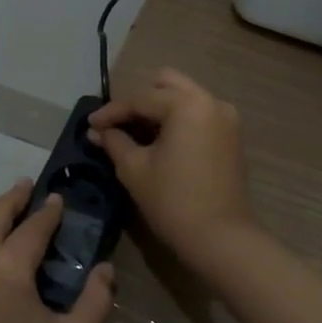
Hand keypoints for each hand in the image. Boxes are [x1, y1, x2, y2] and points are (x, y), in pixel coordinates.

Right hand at [87, 68, 255, 261]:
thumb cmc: (173, 201)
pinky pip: (198, 113)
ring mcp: (225, 117)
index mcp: (187, 104)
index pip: (140, 98)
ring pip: (184, 96)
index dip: (111, 111)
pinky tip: (158, 140)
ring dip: (158, 108)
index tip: (90, 125)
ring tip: (134, 132)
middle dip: (138, 100)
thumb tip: (97, 131)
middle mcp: (210, 101)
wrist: (221, 238)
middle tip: (116, 124)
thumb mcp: (135, 169)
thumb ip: (114, 142)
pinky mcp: (230, 135)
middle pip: (166, 84)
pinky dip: (176, 119)